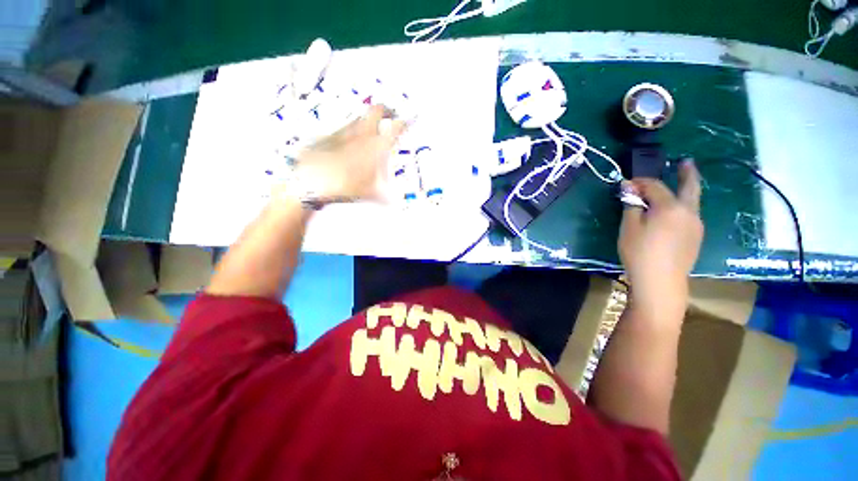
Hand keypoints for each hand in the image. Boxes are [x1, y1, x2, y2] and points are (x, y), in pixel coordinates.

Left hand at [290, 105, 406, 202]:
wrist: (311, 179)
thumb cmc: (346, 185)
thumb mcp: (371, 194)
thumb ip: (385, 197)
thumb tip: (393, 203)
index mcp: (376, 145)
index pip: (395, 127)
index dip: (404, 123)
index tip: (408, 123)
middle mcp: (362, 133)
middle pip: (377, 110)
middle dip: (386, 110)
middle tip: (391, 117)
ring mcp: (344, 131)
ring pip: (360, 118)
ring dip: (368, 122)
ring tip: (372, 134)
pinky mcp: (330, 135)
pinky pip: (346, 129)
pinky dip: (353, 134)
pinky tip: (350, 146)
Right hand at [619, 160, 703, 319]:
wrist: (661, 281)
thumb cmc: (639, 252)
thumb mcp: (629, 227)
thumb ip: (631, 204)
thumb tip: (628, 187)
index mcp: (670, 207)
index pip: (655, 186)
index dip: (640, 182)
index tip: (627, 183)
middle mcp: (689, 212)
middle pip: (690, 187)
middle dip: (688, 173)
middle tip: (686, 161)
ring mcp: (696, 225)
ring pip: (691, 201)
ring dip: (683, 191)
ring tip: (675, 187)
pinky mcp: (696, 237)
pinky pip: (689, 215)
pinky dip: (681, 207)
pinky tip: (671, 213)